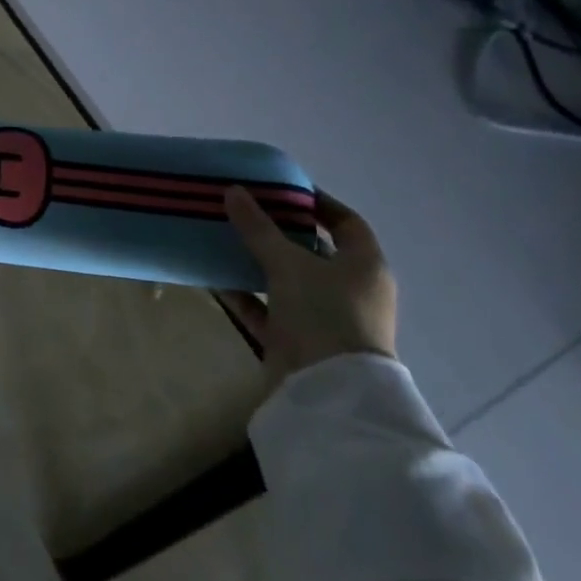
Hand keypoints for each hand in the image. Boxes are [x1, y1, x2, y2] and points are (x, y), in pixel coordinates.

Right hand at [220, 188, 396, 387]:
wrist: (327, 392)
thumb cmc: (324, 314)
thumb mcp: (288, 264)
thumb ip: (258, 228)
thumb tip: (233, 191)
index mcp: (364, 266)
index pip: (346, 222)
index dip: (318, 203)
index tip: (282, 189)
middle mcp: (350, 290)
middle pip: (313, 251)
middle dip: (279, 231)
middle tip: (245, 210)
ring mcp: (324, 317)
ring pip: (288, 281)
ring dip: (258, 263)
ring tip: (224, 239)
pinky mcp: (298, 340)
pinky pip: (268, 309)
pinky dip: (245, 295)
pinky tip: (215, 279)